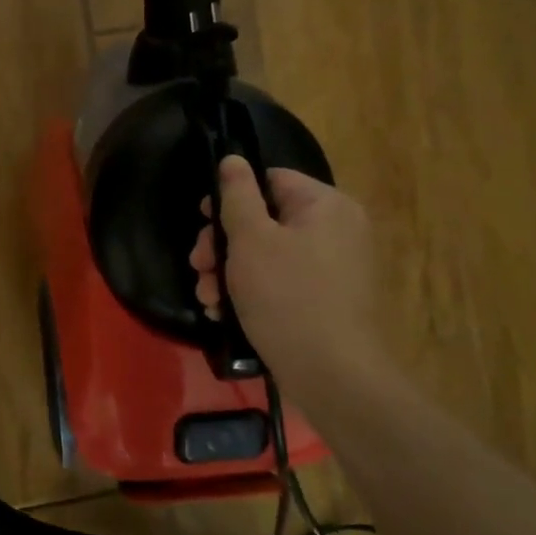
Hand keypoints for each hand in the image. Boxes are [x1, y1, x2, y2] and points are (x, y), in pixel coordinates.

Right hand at [189, 156, 379, 380]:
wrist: (332, 375)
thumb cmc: (287, 296)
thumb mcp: (251, 240)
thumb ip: (237, 195)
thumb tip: (233, 159)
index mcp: (326, 205)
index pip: (271, 180)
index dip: (231, 197)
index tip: (202, 222)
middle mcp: (337, 230)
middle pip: (265, 220)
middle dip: (222, 245)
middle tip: (198, 267)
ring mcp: (334, 268)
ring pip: (267, 255)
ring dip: (228, 272)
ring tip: (206, 298)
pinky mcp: (326, 301)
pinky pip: (281, 282)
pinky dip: (251, 293)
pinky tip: (224, 313)